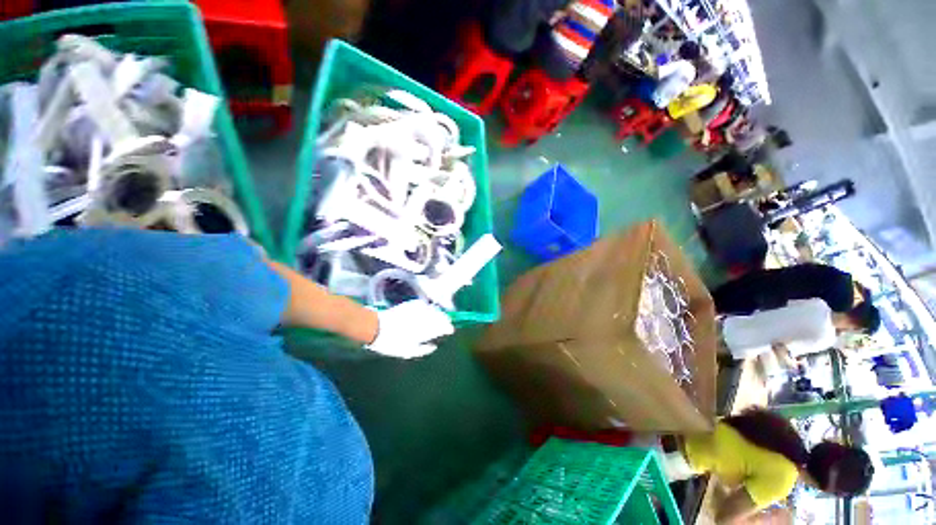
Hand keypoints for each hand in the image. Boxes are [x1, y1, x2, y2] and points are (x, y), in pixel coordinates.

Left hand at [366, 300, 453, 358]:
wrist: (376, 328)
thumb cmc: (391, 343)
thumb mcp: (407, 352)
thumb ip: (423, 350)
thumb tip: (434, 347)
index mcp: (423, 331)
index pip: (441, 327)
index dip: (447, 328)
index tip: (450, 330)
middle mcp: (422, 319)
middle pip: (439, 316)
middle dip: (445, 319)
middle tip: (447, 322)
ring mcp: (416, 311)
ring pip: (432, 310)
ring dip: (438, 312)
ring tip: (440, 316)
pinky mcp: (409, 304)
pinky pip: (423, 305)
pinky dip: (427, 307)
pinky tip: (428, 309)